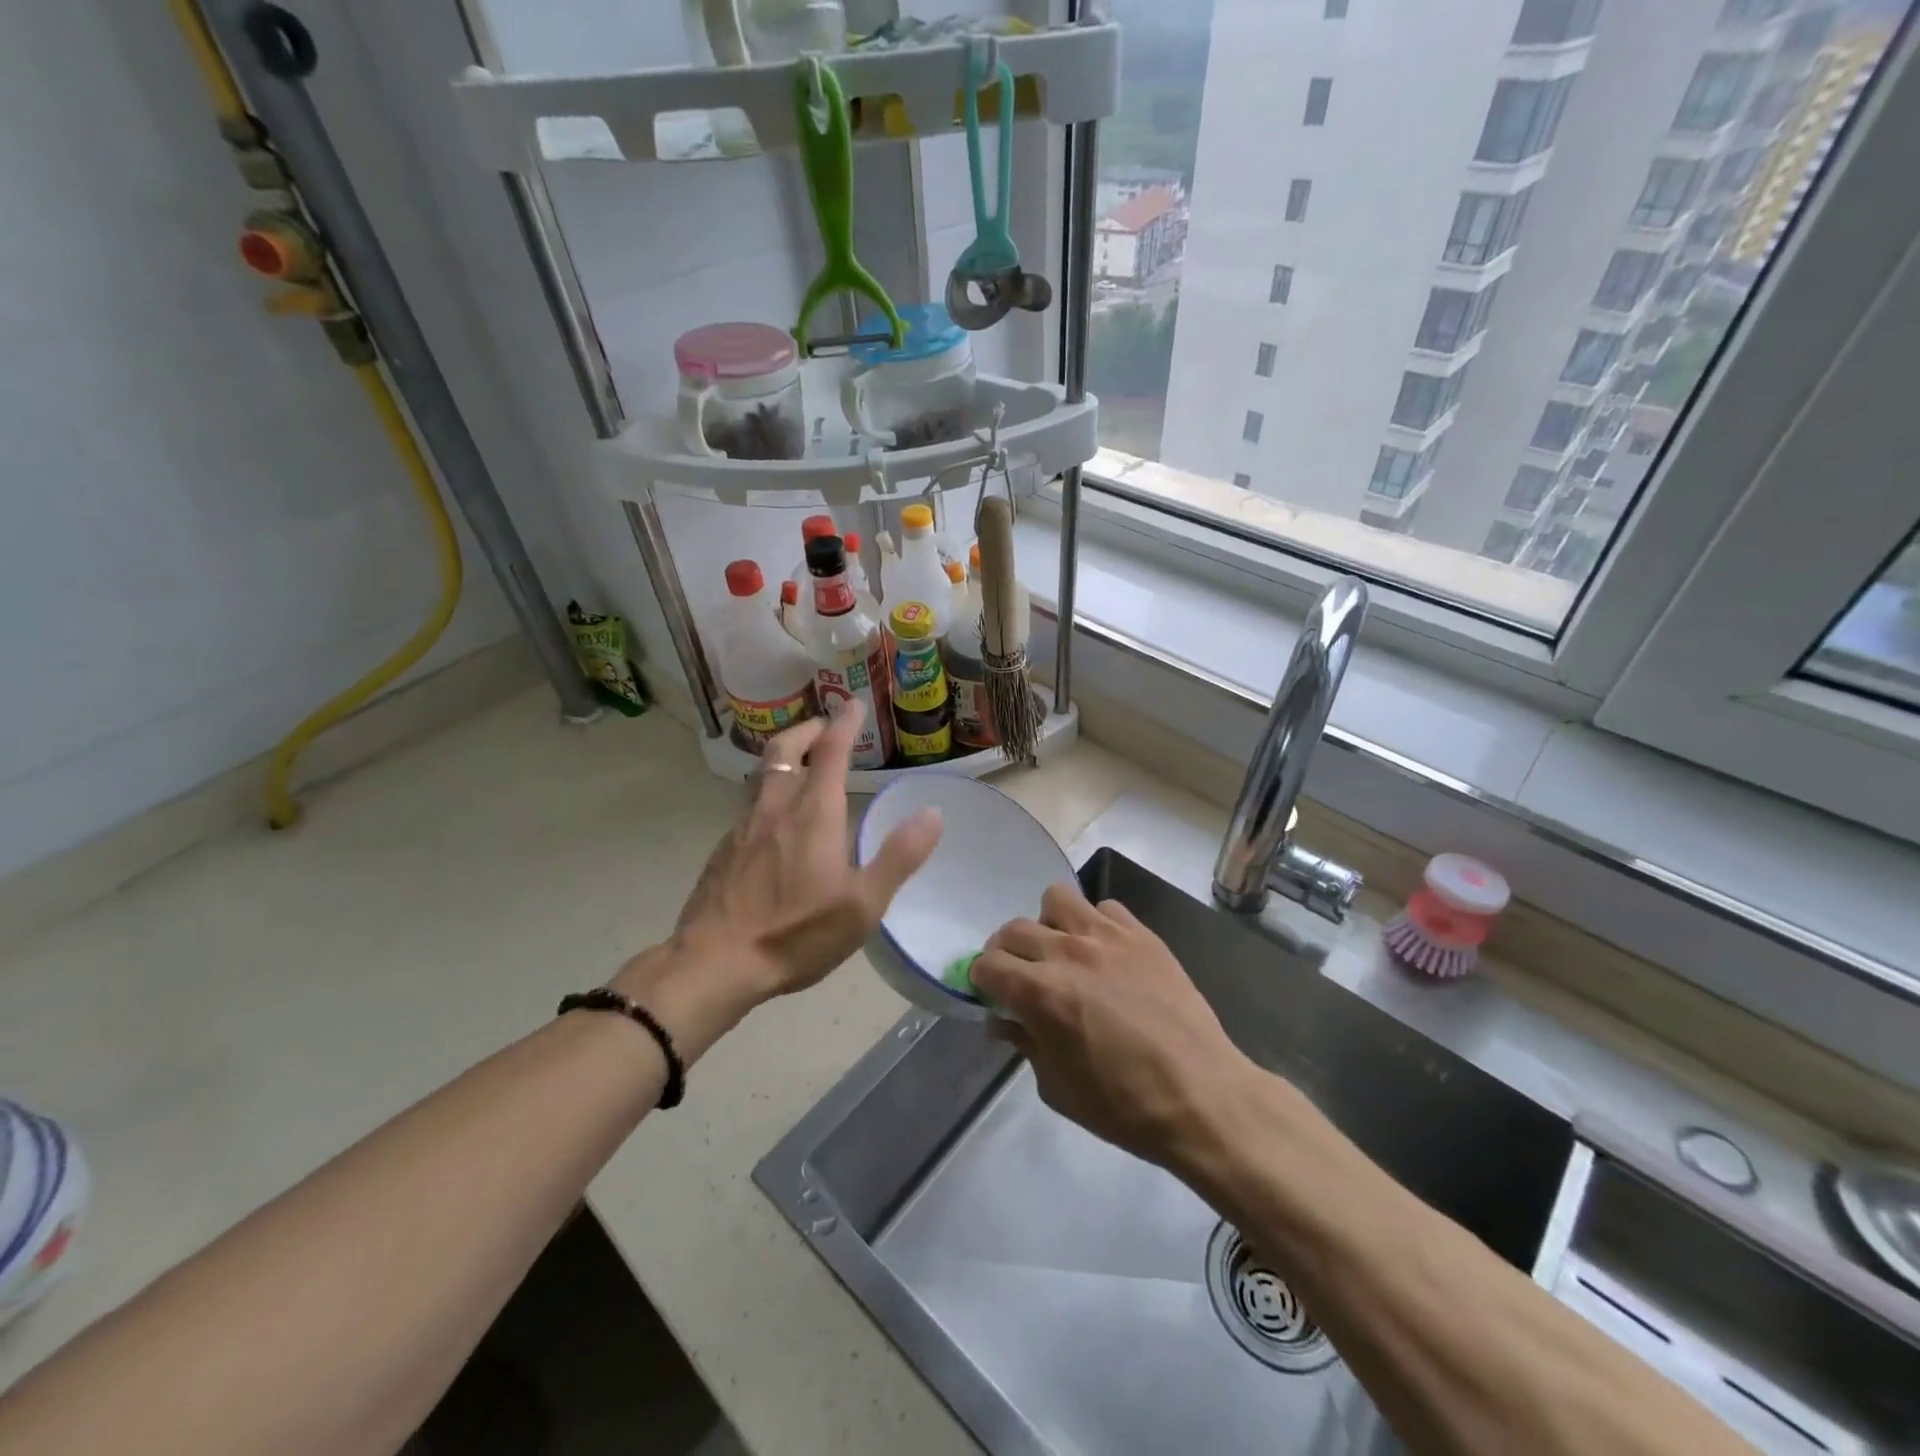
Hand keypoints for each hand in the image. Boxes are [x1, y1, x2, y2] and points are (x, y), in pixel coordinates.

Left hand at [649, 701, 942, 1011]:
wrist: (714, 964)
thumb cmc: (796, 933)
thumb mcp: (863, 904)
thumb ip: (899, 856)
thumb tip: (932, 812)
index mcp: (813, 815)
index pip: (831, 751)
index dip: (845, 723)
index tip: (853, 704)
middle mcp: (775, 809)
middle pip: (785, 750)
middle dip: (807, 730)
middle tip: (824, 727)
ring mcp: (742, 828)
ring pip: (762, 775)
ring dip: (784, 758)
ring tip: (801, 764)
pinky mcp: (722, 851)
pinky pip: (748, 806)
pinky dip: (767, 793)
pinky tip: (773, 821)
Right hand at [972, 884, 1256, 1173]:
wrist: (1201, 1096)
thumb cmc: (1123, 1105)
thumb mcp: (1057, 1087)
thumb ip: (1023, 1043)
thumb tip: (1002, 1019)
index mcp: (1040, 993)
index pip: (987, 964)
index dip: (981, 980)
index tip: (991, 994)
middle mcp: (1067, 952)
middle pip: (1014, 929)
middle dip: (1006, 952)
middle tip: (1020, 975)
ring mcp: (1107, 936)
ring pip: (1057, 899)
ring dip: (1049, 924)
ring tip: (1062, 952)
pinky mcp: (1142, 934)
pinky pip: (1105, 908)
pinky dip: (1095, 924)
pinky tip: (1106, 953)